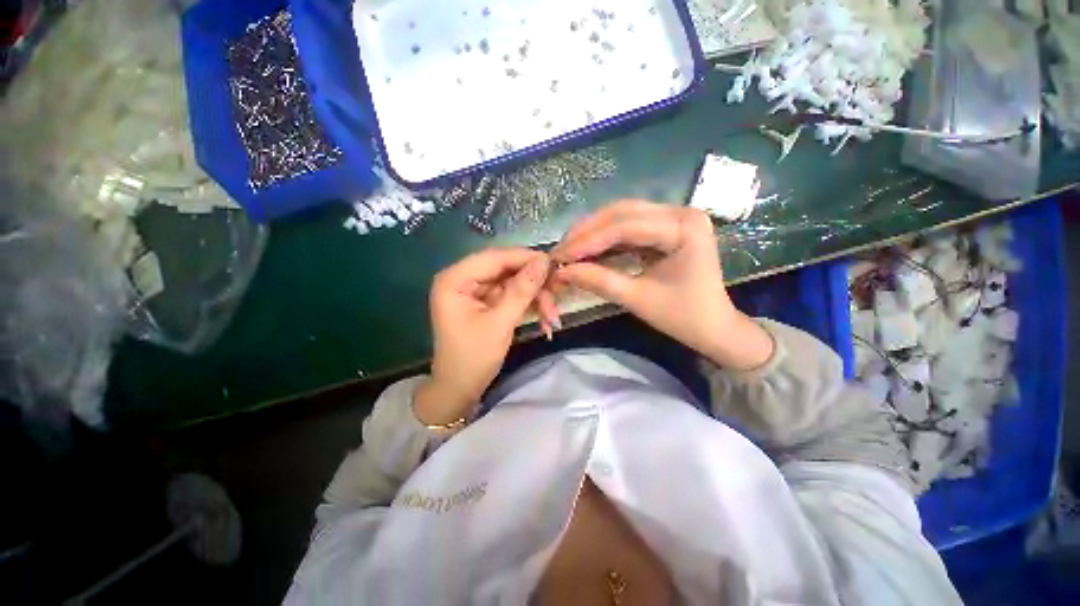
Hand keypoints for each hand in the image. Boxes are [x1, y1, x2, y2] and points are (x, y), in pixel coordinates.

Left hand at [415, 248, 551, 424]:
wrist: (459, 390)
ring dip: (533, 296)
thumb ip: (522, 290)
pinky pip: (510, 295)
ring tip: (552, 314)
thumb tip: (545, 261)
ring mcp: (474, 291)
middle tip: (557, 292)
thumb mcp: (500, 323)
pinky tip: (544, 316)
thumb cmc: (473, 358)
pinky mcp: (484, 302)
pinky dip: (527, 304)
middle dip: (532, 282)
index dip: (525, 258)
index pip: (495, 257)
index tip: (554, 264)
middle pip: (505, 269)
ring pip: (511, 282)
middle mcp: (462, 279)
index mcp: (455, 279)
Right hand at [552, 200, 772, 369]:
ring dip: (592, 232)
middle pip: (621, 212)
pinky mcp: (665, 227)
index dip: (589, 241)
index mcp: (684, 227)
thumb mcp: (638, 299)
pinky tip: (587, 249)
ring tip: (569, 250)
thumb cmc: (683, 317)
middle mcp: (680, 212)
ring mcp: (673, 217)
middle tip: (560, 251)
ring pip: (621, 216)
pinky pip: (628, 226)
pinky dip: (604, 238)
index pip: (626, 227)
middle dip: (587, 232)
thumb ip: (599, 281)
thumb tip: (560, 272)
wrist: (714, 328)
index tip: (560, 256)